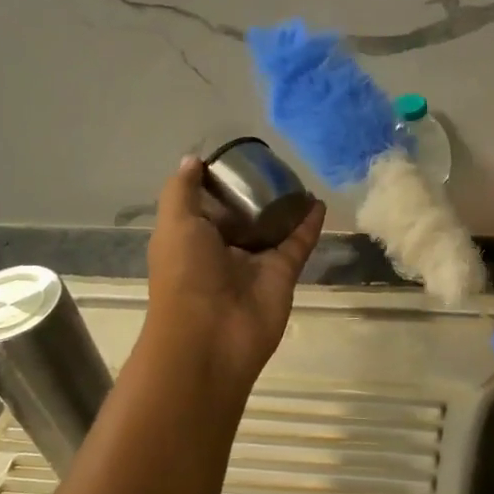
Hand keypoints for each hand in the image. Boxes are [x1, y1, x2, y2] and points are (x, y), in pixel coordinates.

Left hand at [143, 158, 325, 391]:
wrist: (211, 337)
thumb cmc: (185, 275)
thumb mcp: (174, 224)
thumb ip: (182, 190)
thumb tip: (194, 159)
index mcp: (191, 238)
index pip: (205, 205)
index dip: (217, 182)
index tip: (234, 156)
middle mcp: (222, 250)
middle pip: (243, 215)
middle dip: (255, 193)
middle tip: (273, 163)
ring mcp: (254, 263)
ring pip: (273, 229)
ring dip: (286, 207)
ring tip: (299, 178)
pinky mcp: (282, 275)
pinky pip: (298, 244)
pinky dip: (309, 225)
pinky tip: (319, 202)